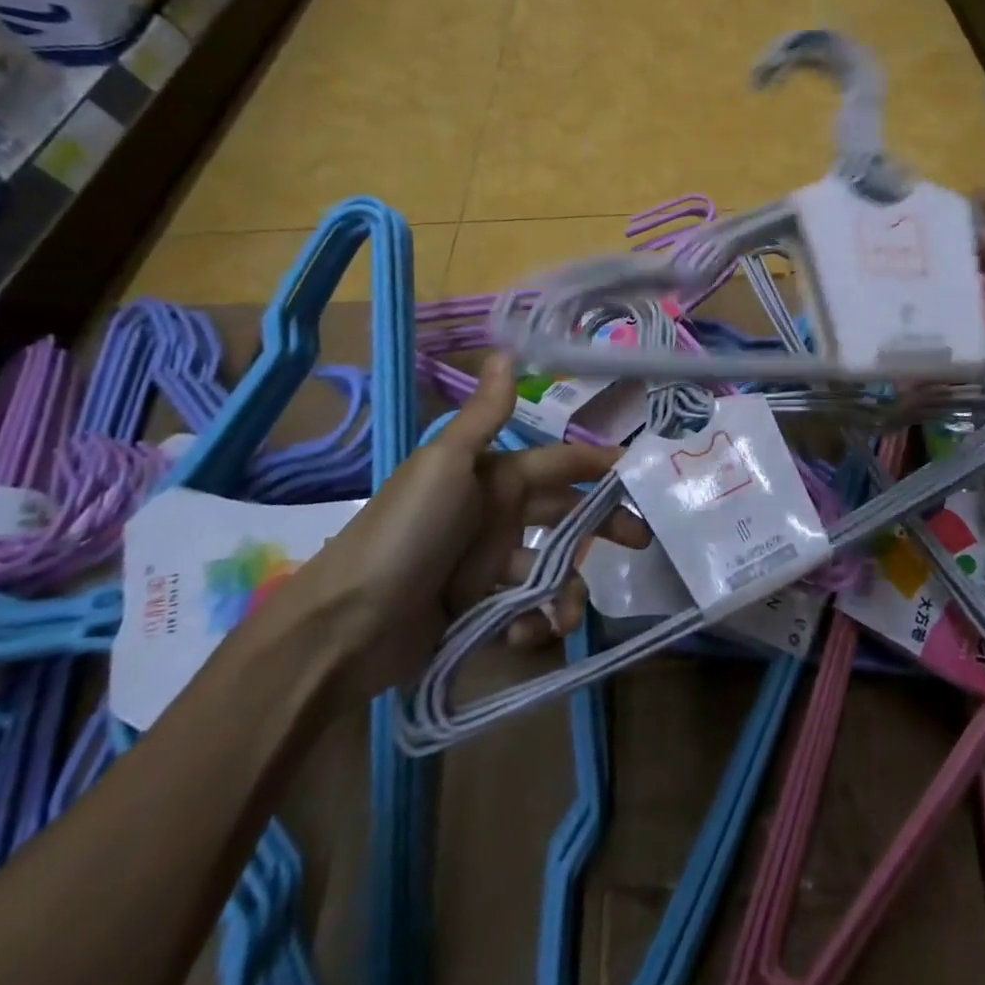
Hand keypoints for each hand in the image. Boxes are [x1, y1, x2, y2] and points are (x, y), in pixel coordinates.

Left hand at [290, 353, 639, 700]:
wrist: (344, 626)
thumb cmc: (406, 533)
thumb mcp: (446, 465)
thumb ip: (485, 415)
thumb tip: (507, 350)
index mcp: (494, 478)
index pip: (560, 464)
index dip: (598, 464)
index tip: (641, 473)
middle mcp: (495, 516)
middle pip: (565, 515)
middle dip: (603, 526)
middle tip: (640, 543)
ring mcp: (486, 565)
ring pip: (549, 568)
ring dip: (566, 590)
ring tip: (564, 616)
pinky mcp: (477, 611)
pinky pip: (523, 609)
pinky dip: (534, 621)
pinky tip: (528, 634)